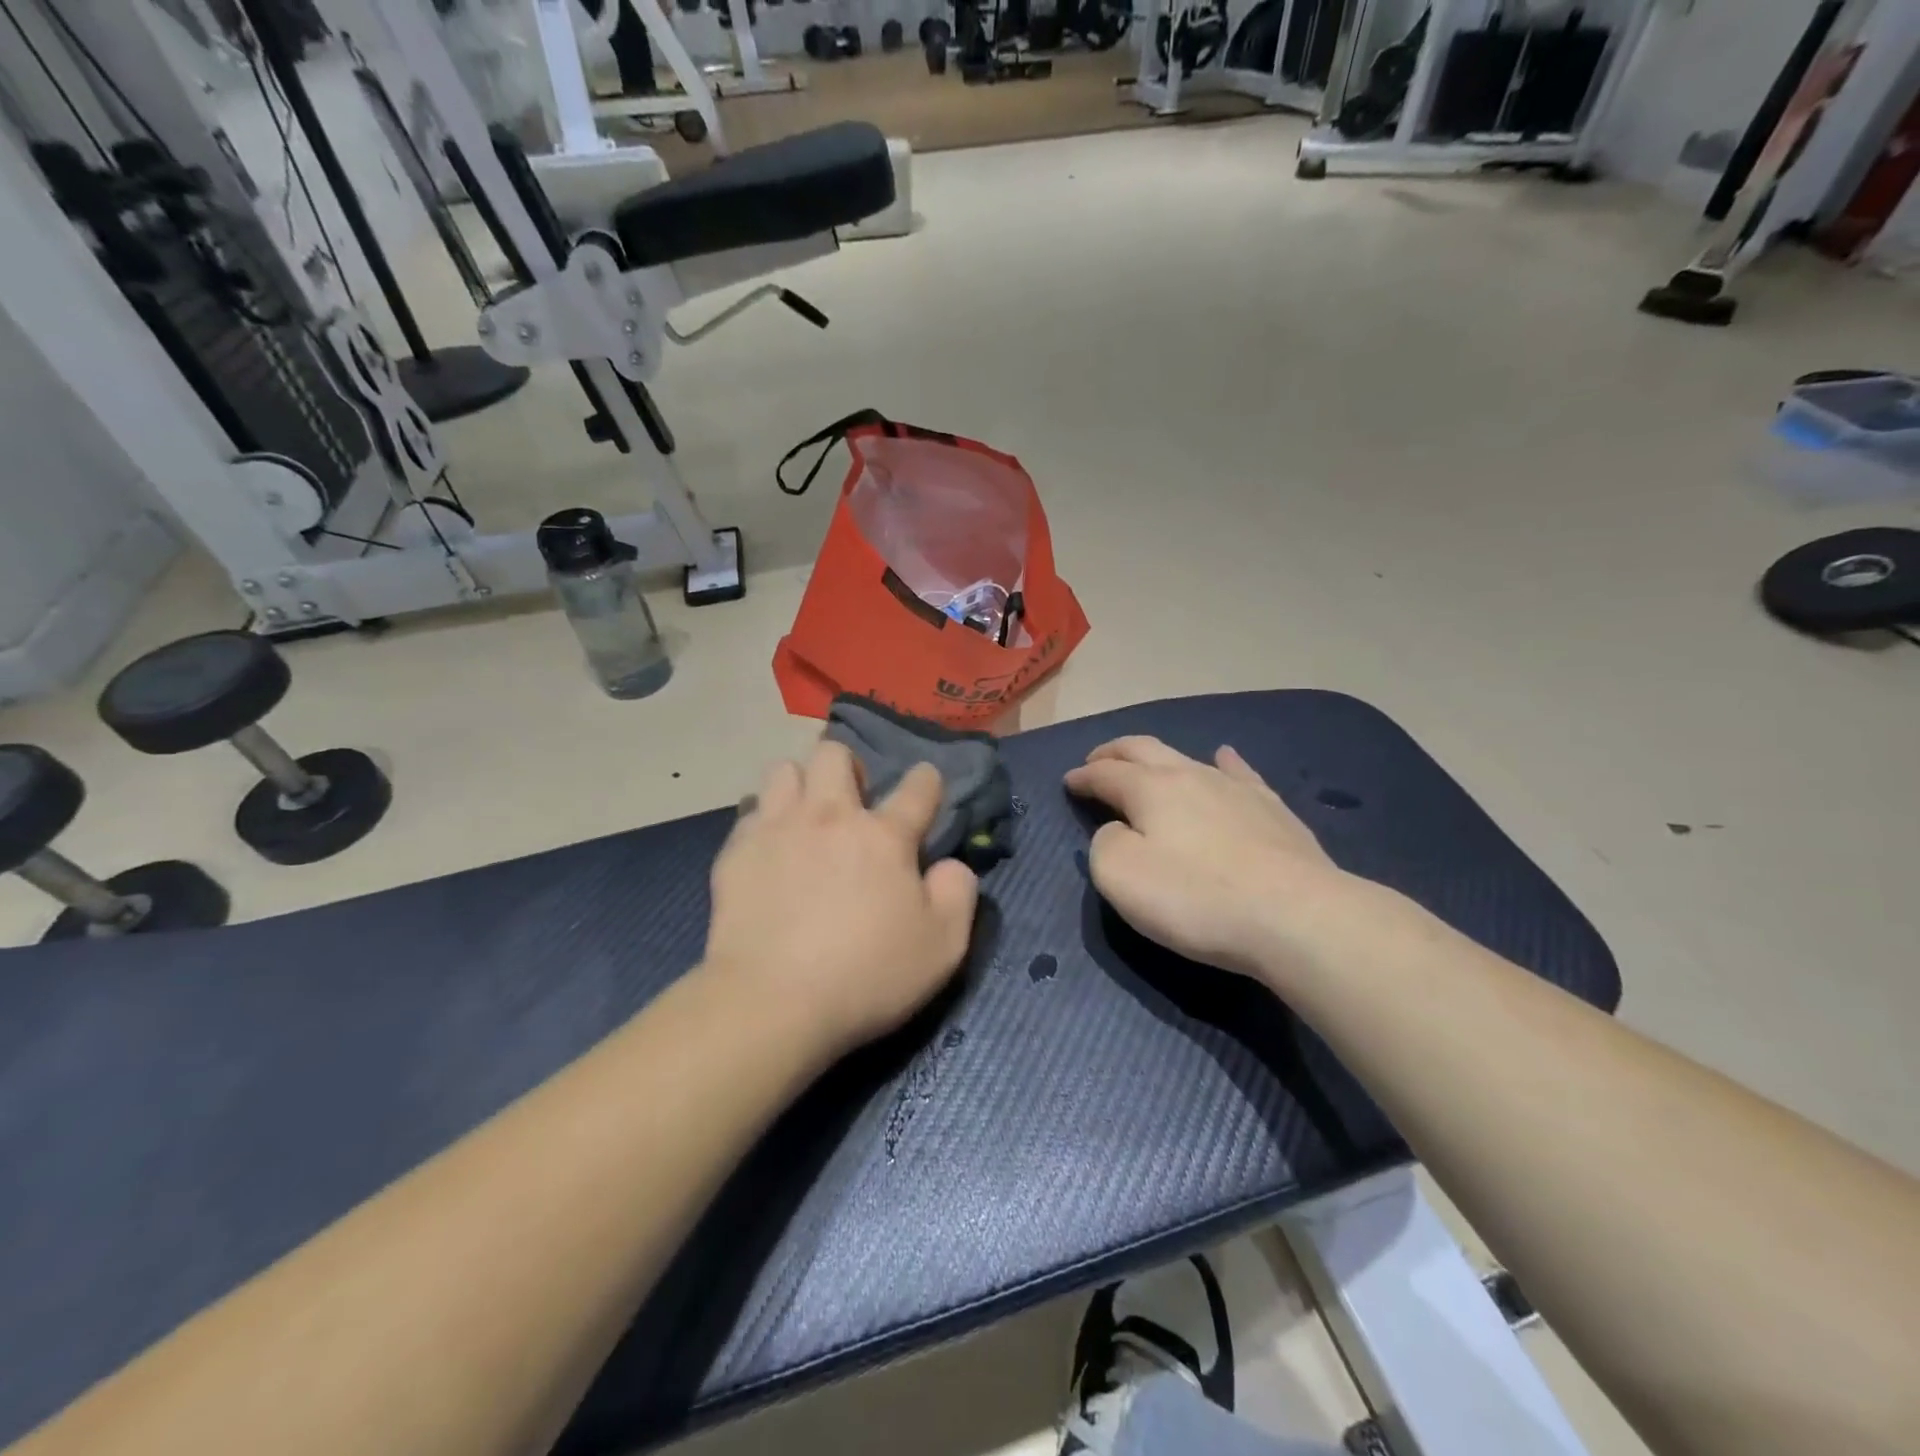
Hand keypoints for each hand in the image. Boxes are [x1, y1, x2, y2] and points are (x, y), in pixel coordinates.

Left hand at [703, 741, 979, 1060]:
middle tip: (851, 800)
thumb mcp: (943, 947)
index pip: (918, 786)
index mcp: (885, 836)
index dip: (927, 780)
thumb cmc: (866, 976)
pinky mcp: (736, 852)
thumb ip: (958, 893)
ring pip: (784, 770)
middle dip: (848, 766)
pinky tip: (769, 848)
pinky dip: (764, 820)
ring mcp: (778, 829)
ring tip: (804, 814)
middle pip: (835, 754)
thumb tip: (952, 864)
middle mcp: (830, 816)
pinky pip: (750, 811)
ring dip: (800, 783)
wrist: (771, 1003)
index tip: (926, 785)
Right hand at [1064, 736, 1355, 983]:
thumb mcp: (1121, 877)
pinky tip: (1224, 757)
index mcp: (1150, 789)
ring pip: (1188, 757)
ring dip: (1159, 757)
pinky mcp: (1272, 809)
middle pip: (1143, 750)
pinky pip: (1240, 773)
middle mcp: (1190, 774)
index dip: (1082, 776)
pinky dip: (1223, 762)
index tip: (1068, 782)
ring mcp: (1235, 788)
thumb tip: (1117, 831)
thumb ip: (1105, 845)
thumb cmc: (1196, 899)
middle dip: (1114, 753)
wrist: (1295, 916)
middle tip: (1096, 760)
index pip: (1105, 773)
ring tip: (1147, 760)